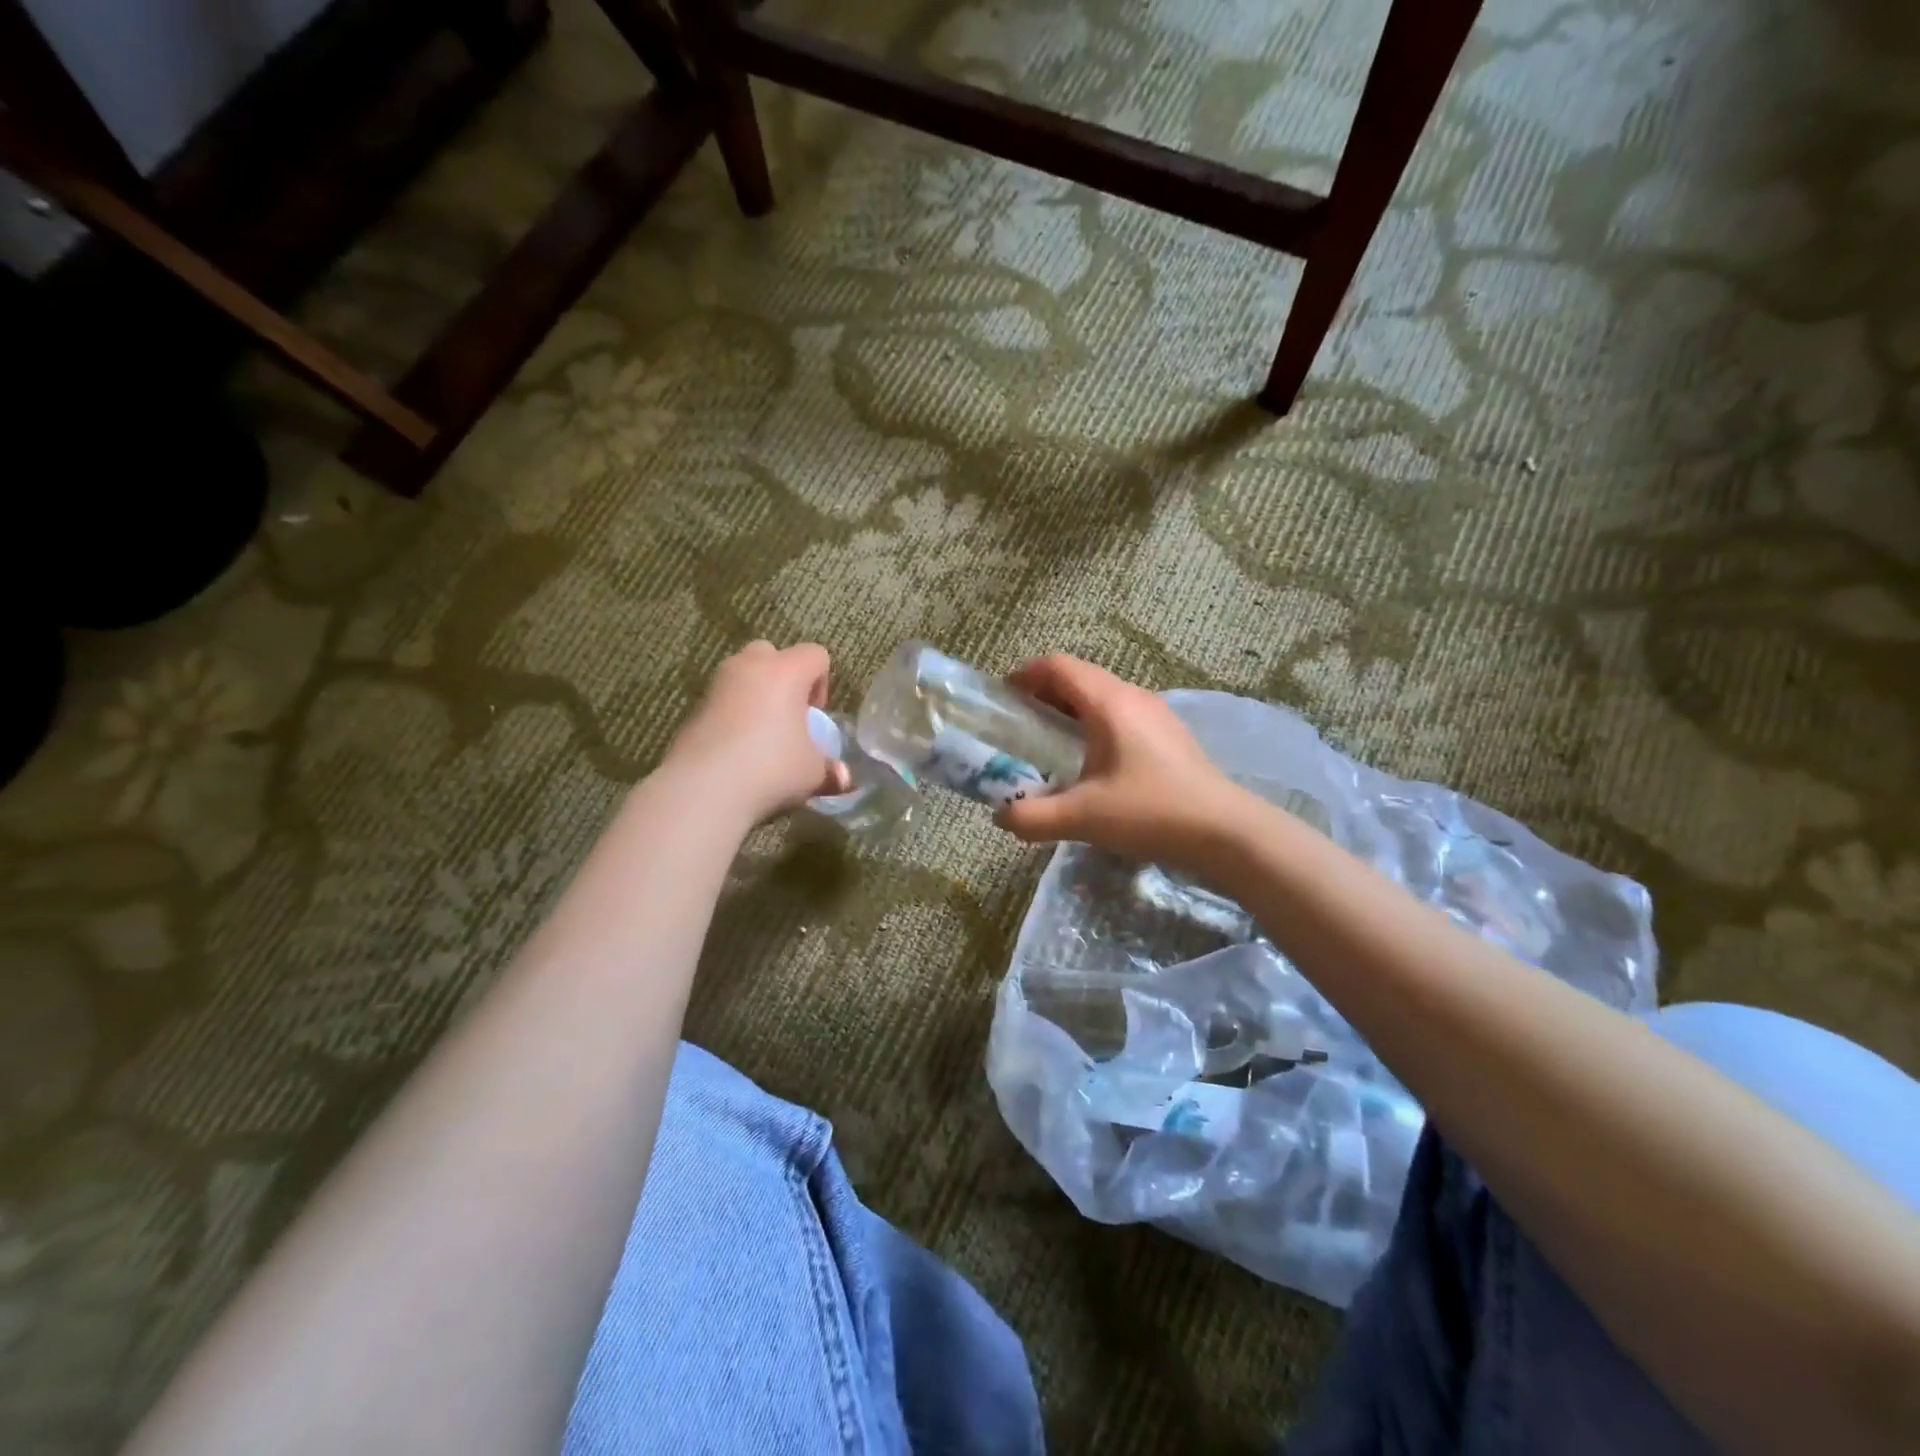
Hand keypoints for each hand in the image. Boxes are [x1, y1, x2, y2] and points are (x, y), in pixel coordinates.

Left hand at [663, 641, 850, 824]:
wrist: (704, 789)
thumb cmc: (772, 768)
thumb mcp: (813, 773)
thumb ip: (830, 770)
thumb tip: (844, 778)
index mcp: (785, 671)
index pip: (815, 654)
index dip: (822, 683)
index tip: (816, 717)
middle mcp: (749, 667)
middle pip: (772, 654)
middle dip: (784, 679)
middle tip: (789, 717)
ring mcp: (716, 685)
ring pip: (742, 674)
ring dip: (756, 695)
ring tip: (763, 736)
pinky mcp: (693, 709)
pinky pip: (722, 701)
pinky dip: (732, 716)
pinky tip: (737, 751)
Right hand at [994, 655, 1246, 870]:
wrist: (1224, 831)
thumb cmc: (1148, 812)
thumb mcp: (1081, 818)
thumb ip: (1031, 816)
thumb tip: (1000, 815)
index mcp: (1108, 703)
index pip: (1058, 666)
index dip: (1025, 675)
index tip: (1004, 697)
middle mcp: (1133, 696)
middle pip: (1080, 676)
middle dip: (1044, 691)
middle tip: (1020, 722)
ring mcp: (1156, 713)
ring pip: (1103, 694)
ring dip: (1071, 707)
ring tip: (1051, 739)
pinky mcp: (1169, 733)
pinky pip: (1122, 712)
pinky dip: (1095, 721)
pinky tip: (1093, 759)